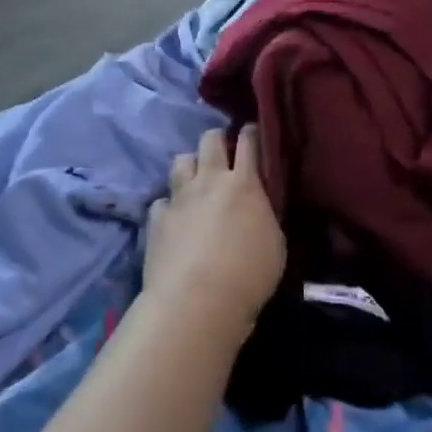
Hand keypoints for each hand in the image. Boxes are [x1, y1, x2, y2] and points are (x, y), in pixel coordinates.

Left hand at [143, 125, 285, 327]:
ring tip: (195, 177)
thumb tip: (257, 208)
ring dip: (190, 165)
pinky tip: (174, 217)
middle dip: (217, 138)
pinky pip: (161, 200)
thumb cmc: (248, 274)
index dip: (251, 132)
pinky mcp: (156, 219)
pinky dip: (169, 205)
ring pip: (180, 161)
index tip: (252, 131)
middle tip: (222, 148)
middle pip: (209, 140)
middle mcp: (209, 181)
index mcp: (243, 183)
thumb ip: (265, 216)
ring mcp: (179, 198)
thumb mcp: (275, 243)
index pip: (248, 143)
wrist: (197, 300)